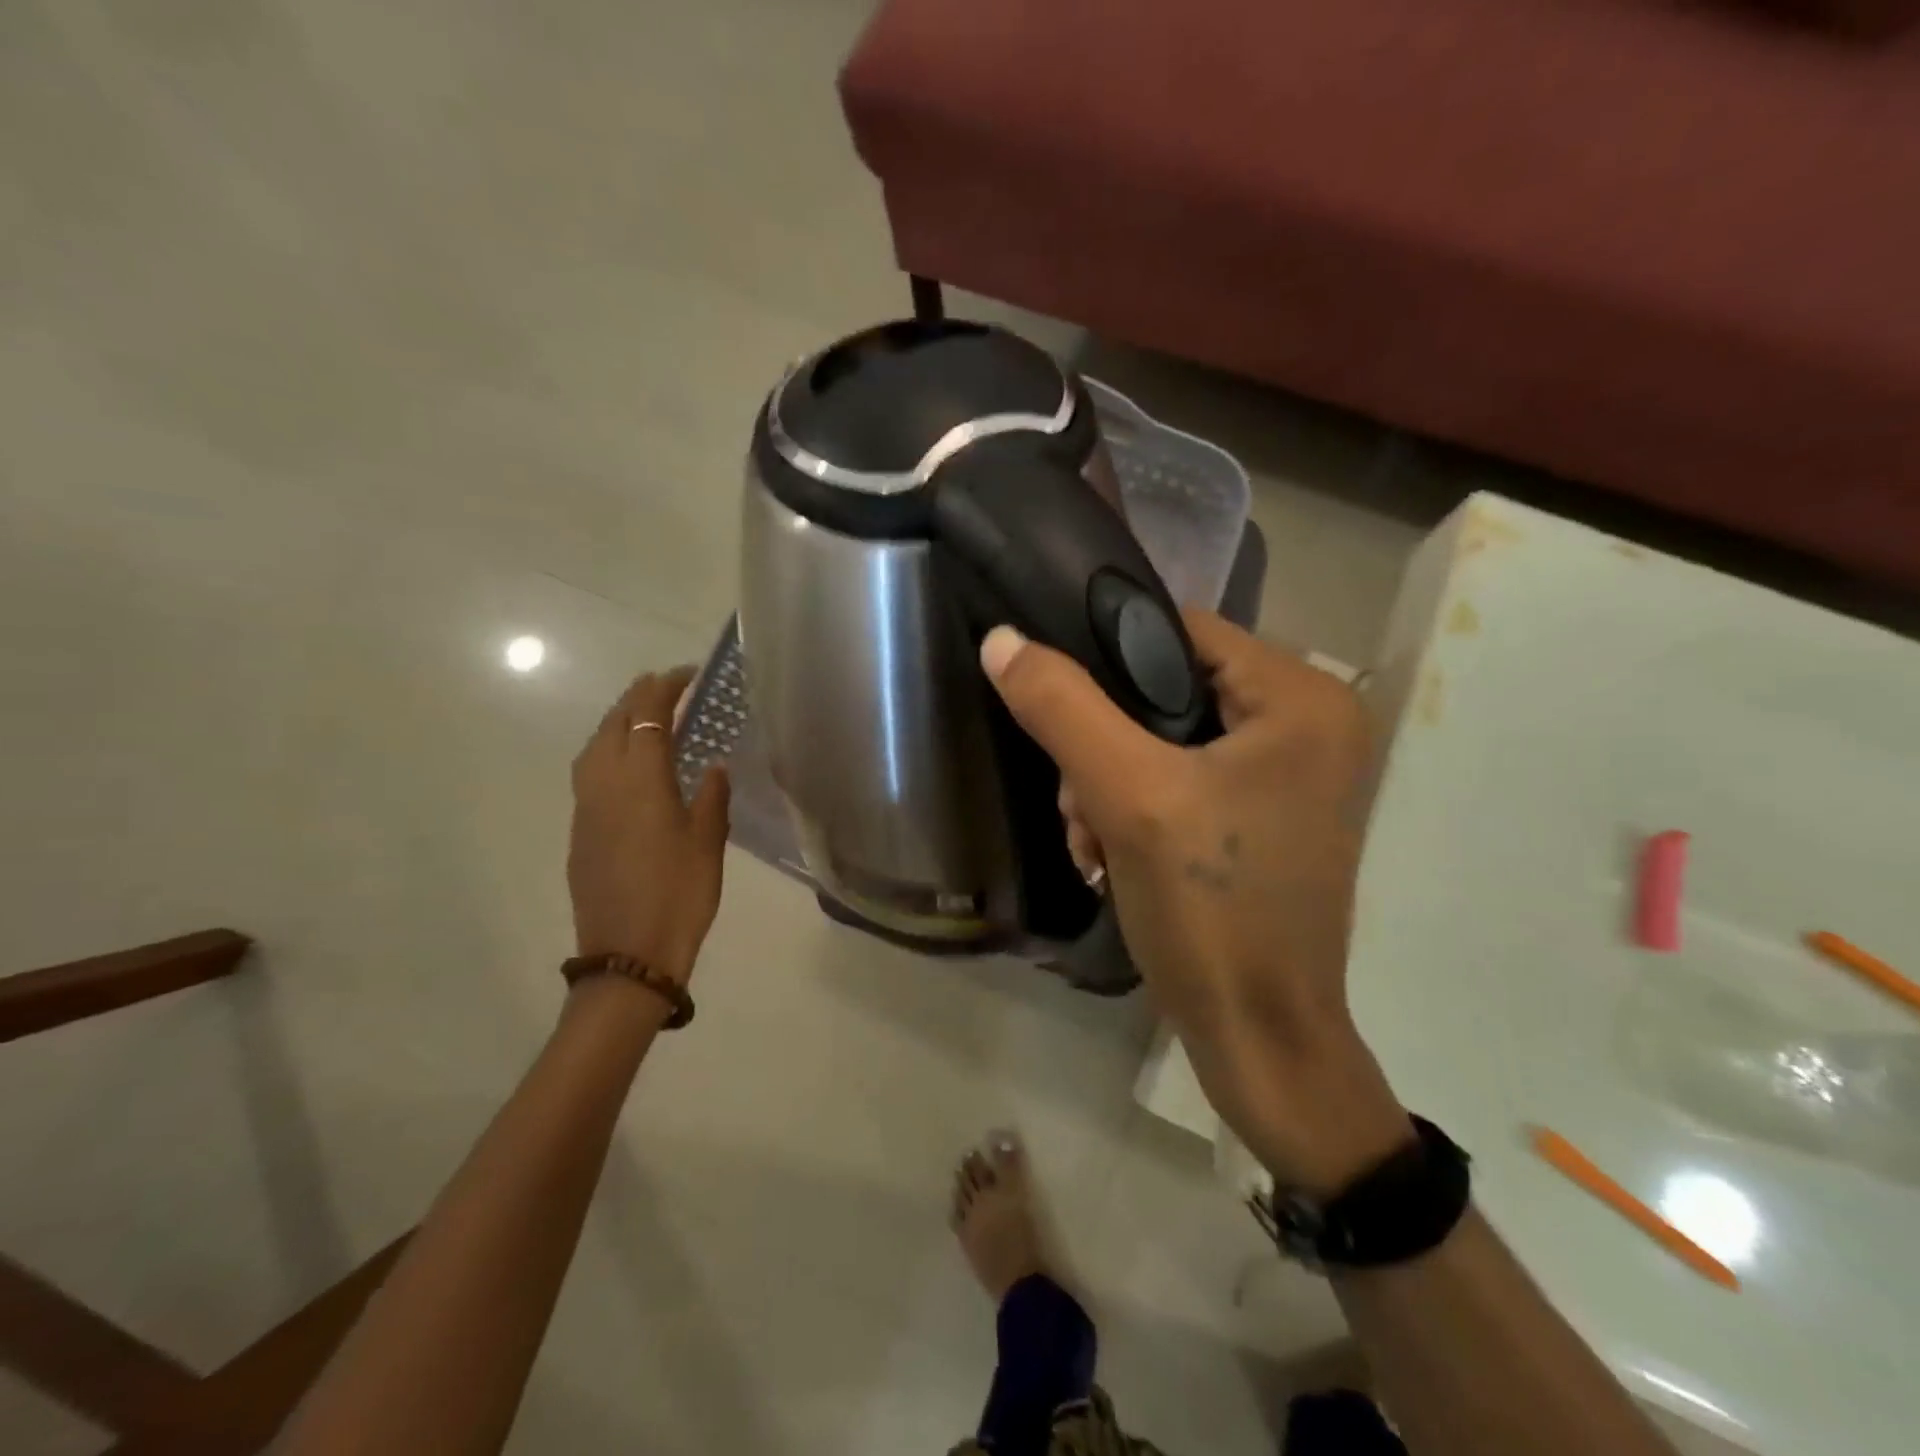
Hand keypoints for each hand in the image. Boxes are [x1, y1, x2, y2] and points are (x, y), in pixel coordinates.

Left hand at [568, 670, 730, 985]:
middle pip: (613, 724)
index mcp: (641, 781)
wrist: (628, 955)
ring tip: (644, 718)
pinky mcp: (580, 832)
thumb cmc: (679, 895)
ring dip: (617, 722)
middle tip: (667, 687)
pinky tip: (629, 767)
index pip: (648, 716)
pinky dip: (608, 752)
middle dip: (637, 697)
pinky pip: (589, 773)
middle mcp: (605, 785)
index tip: (687, 674)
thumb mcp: (708, 843)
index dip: (665, 688)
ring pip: (594, 747)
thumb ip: (711, 797)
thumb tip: (714, 767)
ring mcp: (586, 809)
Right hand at [981, 612, 1409, 1191]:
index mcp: (1301, 699)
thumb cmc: (1210, 910)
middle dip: (1102, 746)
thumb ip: (1065, 709)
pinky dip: (1133, 811)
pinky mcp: (1261, 817)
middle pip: (1166, 691)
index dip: (1105, 658)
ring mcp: (1286, 775)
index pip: (1180, 631)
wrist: (1258, 1040)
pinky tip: (1107, 857)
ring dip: (1108, 785)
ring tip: (1088, 843)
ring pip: (1163, 740)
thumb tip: (1001, 640)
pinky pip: (1178, 781)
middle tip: (1074, 804)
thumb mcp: (1129, 798)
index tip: (1054, 705)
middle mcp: (1307, 724)